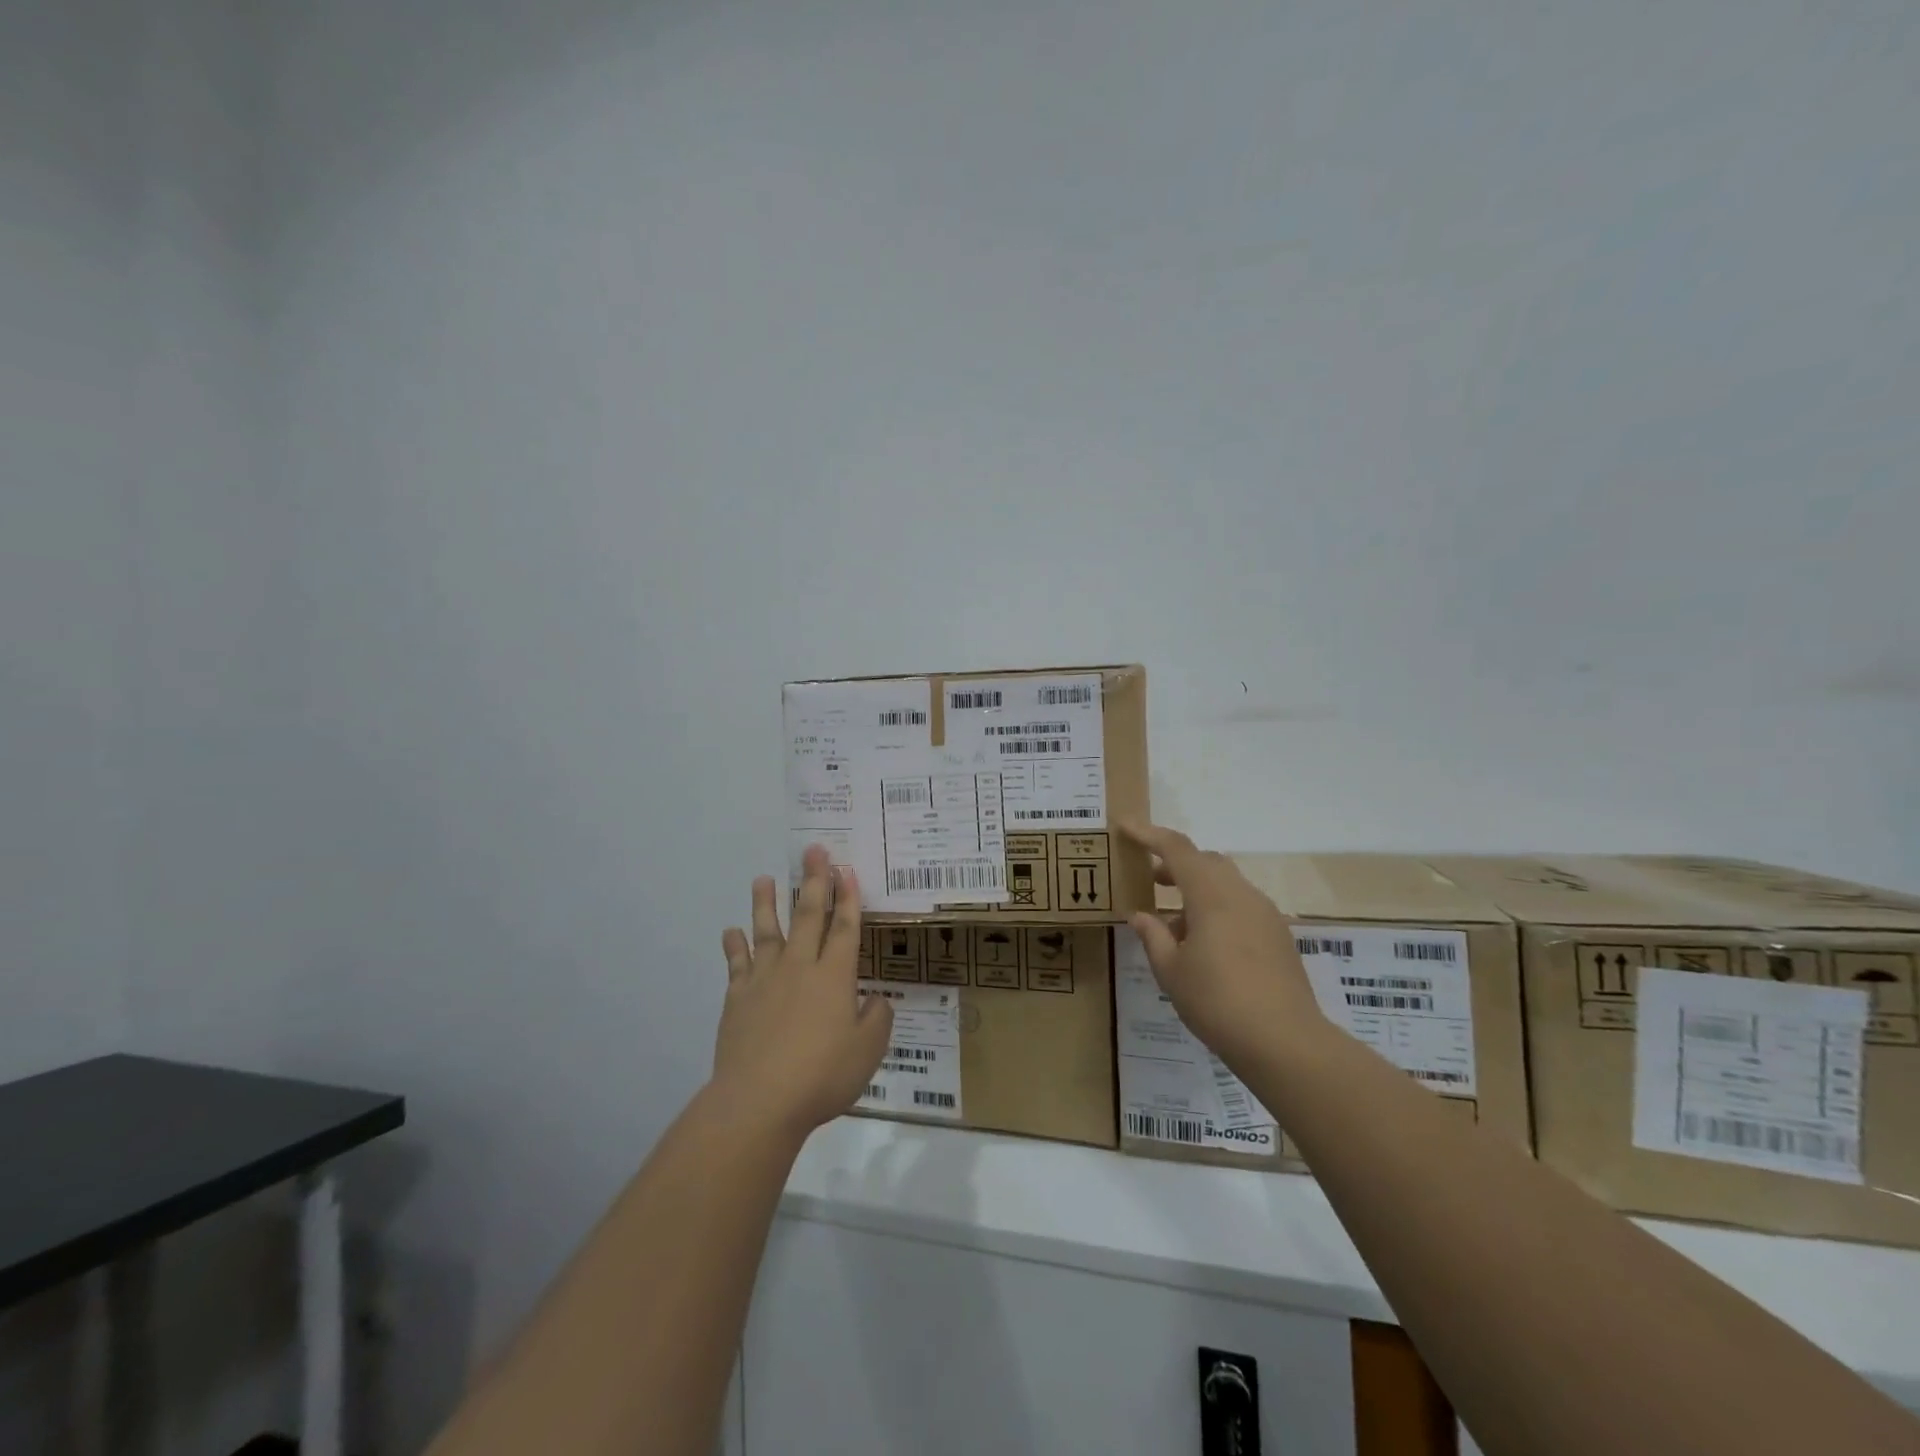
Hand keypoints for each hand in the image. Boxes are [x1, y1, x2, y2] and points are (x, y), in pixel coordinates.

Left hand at [714, 845, 891, 1142]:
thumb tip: (875, 998)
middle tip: (812, 850)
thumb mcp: (868, 1051)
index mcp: (834, 976)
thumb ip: (877, 1018)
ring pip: (767, 931)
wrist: (759, 1101)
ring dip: (767, 903)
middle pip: (808, 915)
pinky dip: (734, 946)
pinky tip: (731, 931)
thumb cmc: (822, 1076)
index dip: (848, 896)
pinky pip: (737, 964)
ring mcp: (765, 980)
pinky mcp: (738, 998)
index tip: (846, 868)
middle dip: (813, 881)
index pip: (845, 927)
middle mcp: (800, 967)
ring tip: (763, 878)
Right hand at [1120, 822, 1327, 1069]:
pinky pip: (1241, 906)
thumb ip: (1153, 936)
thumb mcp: (1171, 971)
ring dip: (1197, 890)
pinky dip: (1217, 910)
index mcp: (1212, 895)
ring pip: (1226, 884)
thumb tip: (1139, 915)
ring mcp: (1265, 914)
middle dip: (1175, 864)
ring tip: (1173, 924)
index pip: (1176, 849)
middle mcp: (1241, 894)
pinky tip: (1204, 945)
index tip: (1125, 827)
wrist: (1286, 1043)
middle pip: (1206, 861)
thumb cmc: (1217, 1002)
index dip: (1149, 835)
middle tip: (1150, 879)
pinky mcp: (1279, 936)